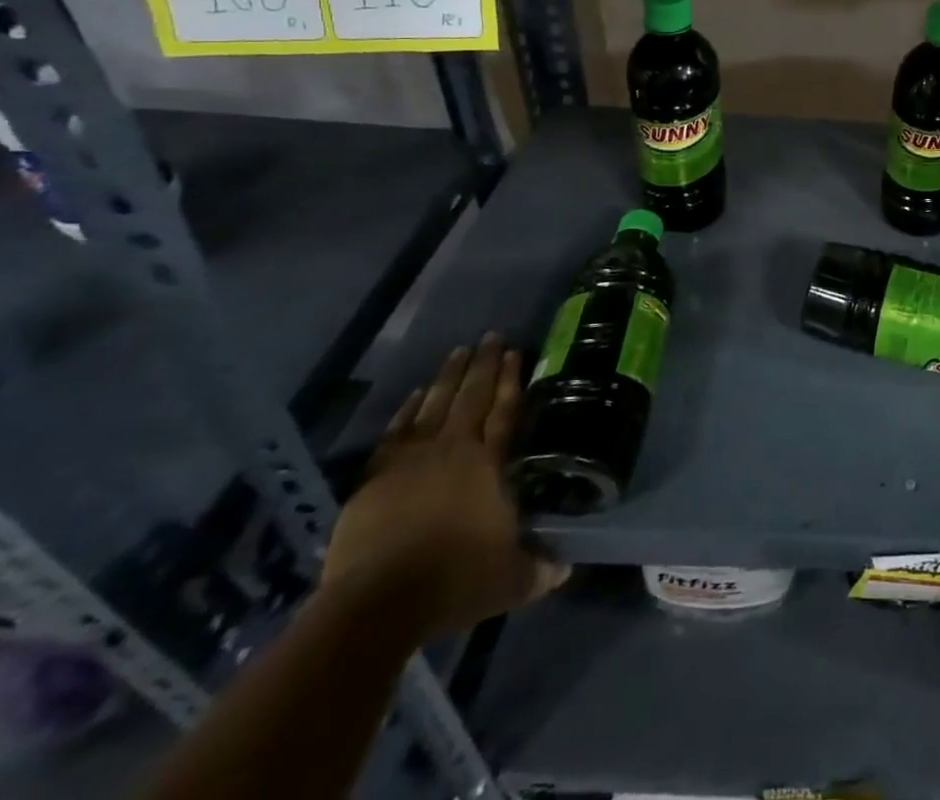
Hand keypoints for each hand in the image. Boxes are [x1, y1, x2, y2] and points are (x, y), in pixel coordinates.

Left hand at [320, 336, 567, 637]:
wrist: (376, 604)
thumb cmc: (453, 582)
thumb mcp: (510, 580)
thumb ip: (539, 570)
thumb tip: (565, 568)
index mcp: (489, 464)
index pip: (506, 412)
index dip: (512, 381)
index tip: (516, 352)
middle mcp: (453, 450)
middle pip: (472, 397)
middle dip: (484, 364)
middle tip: (491, 336)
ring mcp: (411, 460)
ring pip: (434, 405)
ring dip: (448, 377)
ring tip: (459, 352)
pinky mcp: (374, 479)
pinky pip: (395, 432)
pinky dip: (405, 411)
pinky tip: (412, 395)